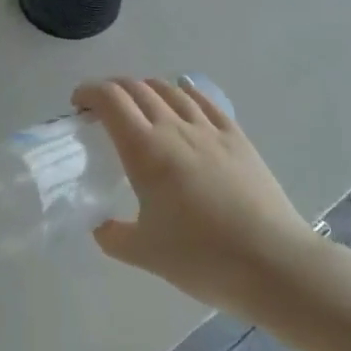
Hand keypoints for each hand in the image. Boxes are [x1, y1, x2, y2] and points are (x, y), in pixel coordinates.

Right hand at [78, 77, 320, 322]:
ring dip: (146, 89)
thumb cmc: (202, 258)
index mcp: (145, 150)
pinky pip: (204, 102)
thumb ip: (113, 236)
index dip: (89, 93)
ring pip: (170, 90)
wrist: (272, 262)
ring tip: (138, 105)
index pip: (111, 100)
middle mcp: (174, 128)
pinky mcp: (237, 137)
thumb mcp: (145, 253)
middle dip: (113, 90)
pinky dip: (184, 93)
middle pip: (137, 88)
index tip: (78, 106)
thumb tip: (100, 226)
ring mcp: (209, 129)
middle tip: (101, 109)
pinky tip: (182, 97)